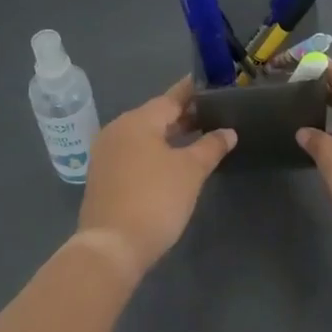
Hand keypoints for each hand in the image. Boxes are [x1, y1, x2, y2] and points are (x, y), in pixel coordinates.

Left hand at [77, 78, 236, 270]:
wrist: (112, 247)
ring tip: (197, 135)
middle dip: (183, 116)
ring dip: (169, 135)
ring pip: (144, 136)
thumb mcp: (190, 171)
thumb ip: (210, 146)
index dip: (192, 92)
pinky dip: (154, 151)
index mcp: (137, 121)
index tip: (211, 84)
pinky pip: (134, 153)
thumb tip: (228, 131)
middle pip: (155, 116)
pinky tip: (172, 161)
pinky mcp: (103, 176)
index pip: (170, 98)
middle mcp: (117, 130)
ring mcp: (106, 154)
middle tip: (212, 113)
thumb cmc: (155, 199)